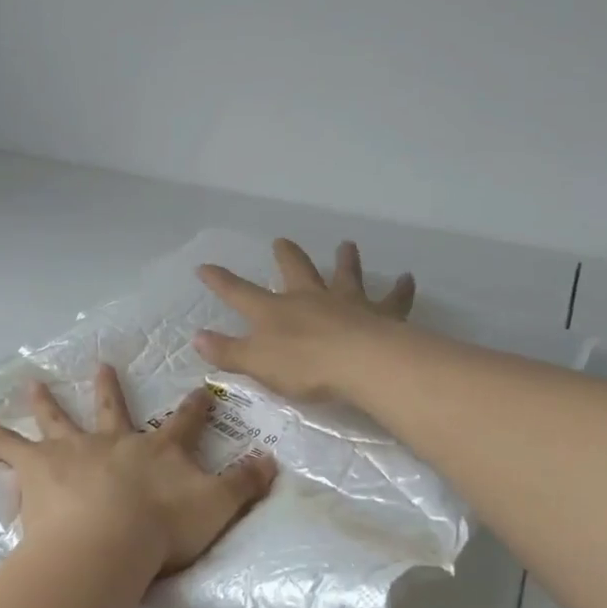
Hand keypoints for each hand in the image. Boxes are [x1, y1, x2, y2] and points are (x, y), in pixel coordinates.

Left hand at [0, 368, 276, 581]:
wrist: (109, 542)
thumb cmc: (163, 529)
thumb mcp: (217, 507)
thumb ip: (246, 484)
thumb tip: (275, 460)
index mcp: (157, 450)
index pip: (184, 422)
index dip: (196, 406)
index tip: (203, 388)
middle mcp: (114, 442)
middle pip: (112, 409)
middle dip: (111, 389)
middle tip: (103, 365)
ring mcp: (73, 451)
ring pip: (58, 419)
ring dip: (46, 401)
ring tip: (32, 381)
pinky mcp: (38, 468)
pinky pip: (5, 444)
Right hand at [194, 238, 415, 401]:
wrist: (360, 363)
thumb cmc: (303, 366)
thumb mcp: (256, 363)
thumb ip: (227, 352)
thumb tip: (197, 338)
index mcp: (276, 311)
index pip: (239, 293)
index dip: (220, 281)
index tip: (204, 267)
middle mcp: (310, 298)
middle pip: (295, 271)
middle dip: (286, 256)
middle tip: (282, 241)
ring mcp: (347, 302)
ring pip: (345, 275)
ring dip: (345, 260)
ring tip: (347, 245)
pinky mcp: (381, 314)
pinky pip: (393, 299)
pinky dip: (401, 289)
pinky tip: (409, 278)